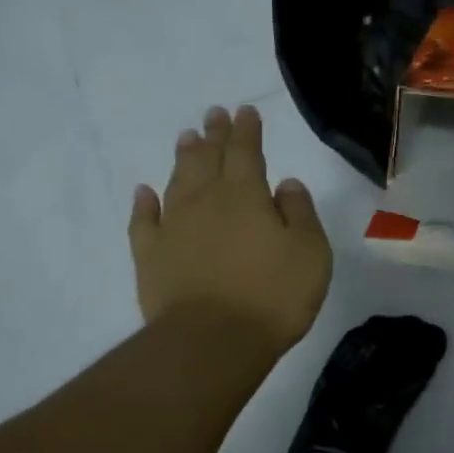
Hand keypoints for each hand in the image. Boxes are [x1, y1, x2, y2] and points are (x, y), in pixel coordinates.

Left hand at [130, 104, 332, 353]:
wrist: (211, 341)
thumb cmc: (272, 296)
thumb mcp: (310, 252)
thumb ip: (300, 213)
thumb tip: (286, 184)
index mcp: (246, 195)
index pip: (246, 151)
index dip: (246, 130)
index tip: (245, 111)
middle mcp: (206, 201)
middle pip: (208, 158)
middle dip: (214, 134)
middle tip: (213, 113)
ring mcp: (173, 227)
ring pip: (177, 181)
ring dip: (183, 157)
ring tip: (186, 138)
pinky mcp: (150, 256)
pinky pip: (143, 220)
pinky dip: (143, 203)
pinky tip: (143, 192)